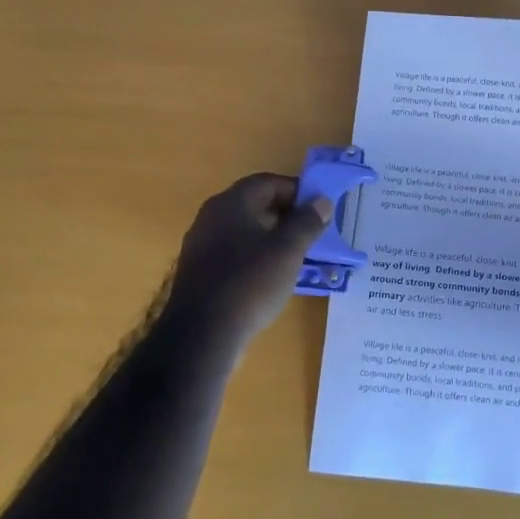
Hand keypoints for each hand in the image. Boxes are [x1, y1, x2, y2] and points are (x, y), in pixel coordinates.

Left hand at [163, 173, 333, 347]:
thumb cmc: (250, 282)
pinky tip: (270, 278)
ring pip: (243, 231)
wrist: (202, 335)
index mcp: (231, 203)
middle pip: (254, 204)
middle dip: (285, 215)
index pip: (267, 182)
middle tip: (311, 232)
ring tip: (296, 256)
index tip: (318, 209)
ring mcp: (200, 246)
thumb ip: (307, 222)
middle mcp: (211, 217)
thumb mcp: (288, 250)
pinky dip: (254, 257)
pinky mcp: (198, 273)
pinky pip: (232, 253)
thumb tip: (321, 201)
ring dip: (271, 237)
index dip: (296, 191)